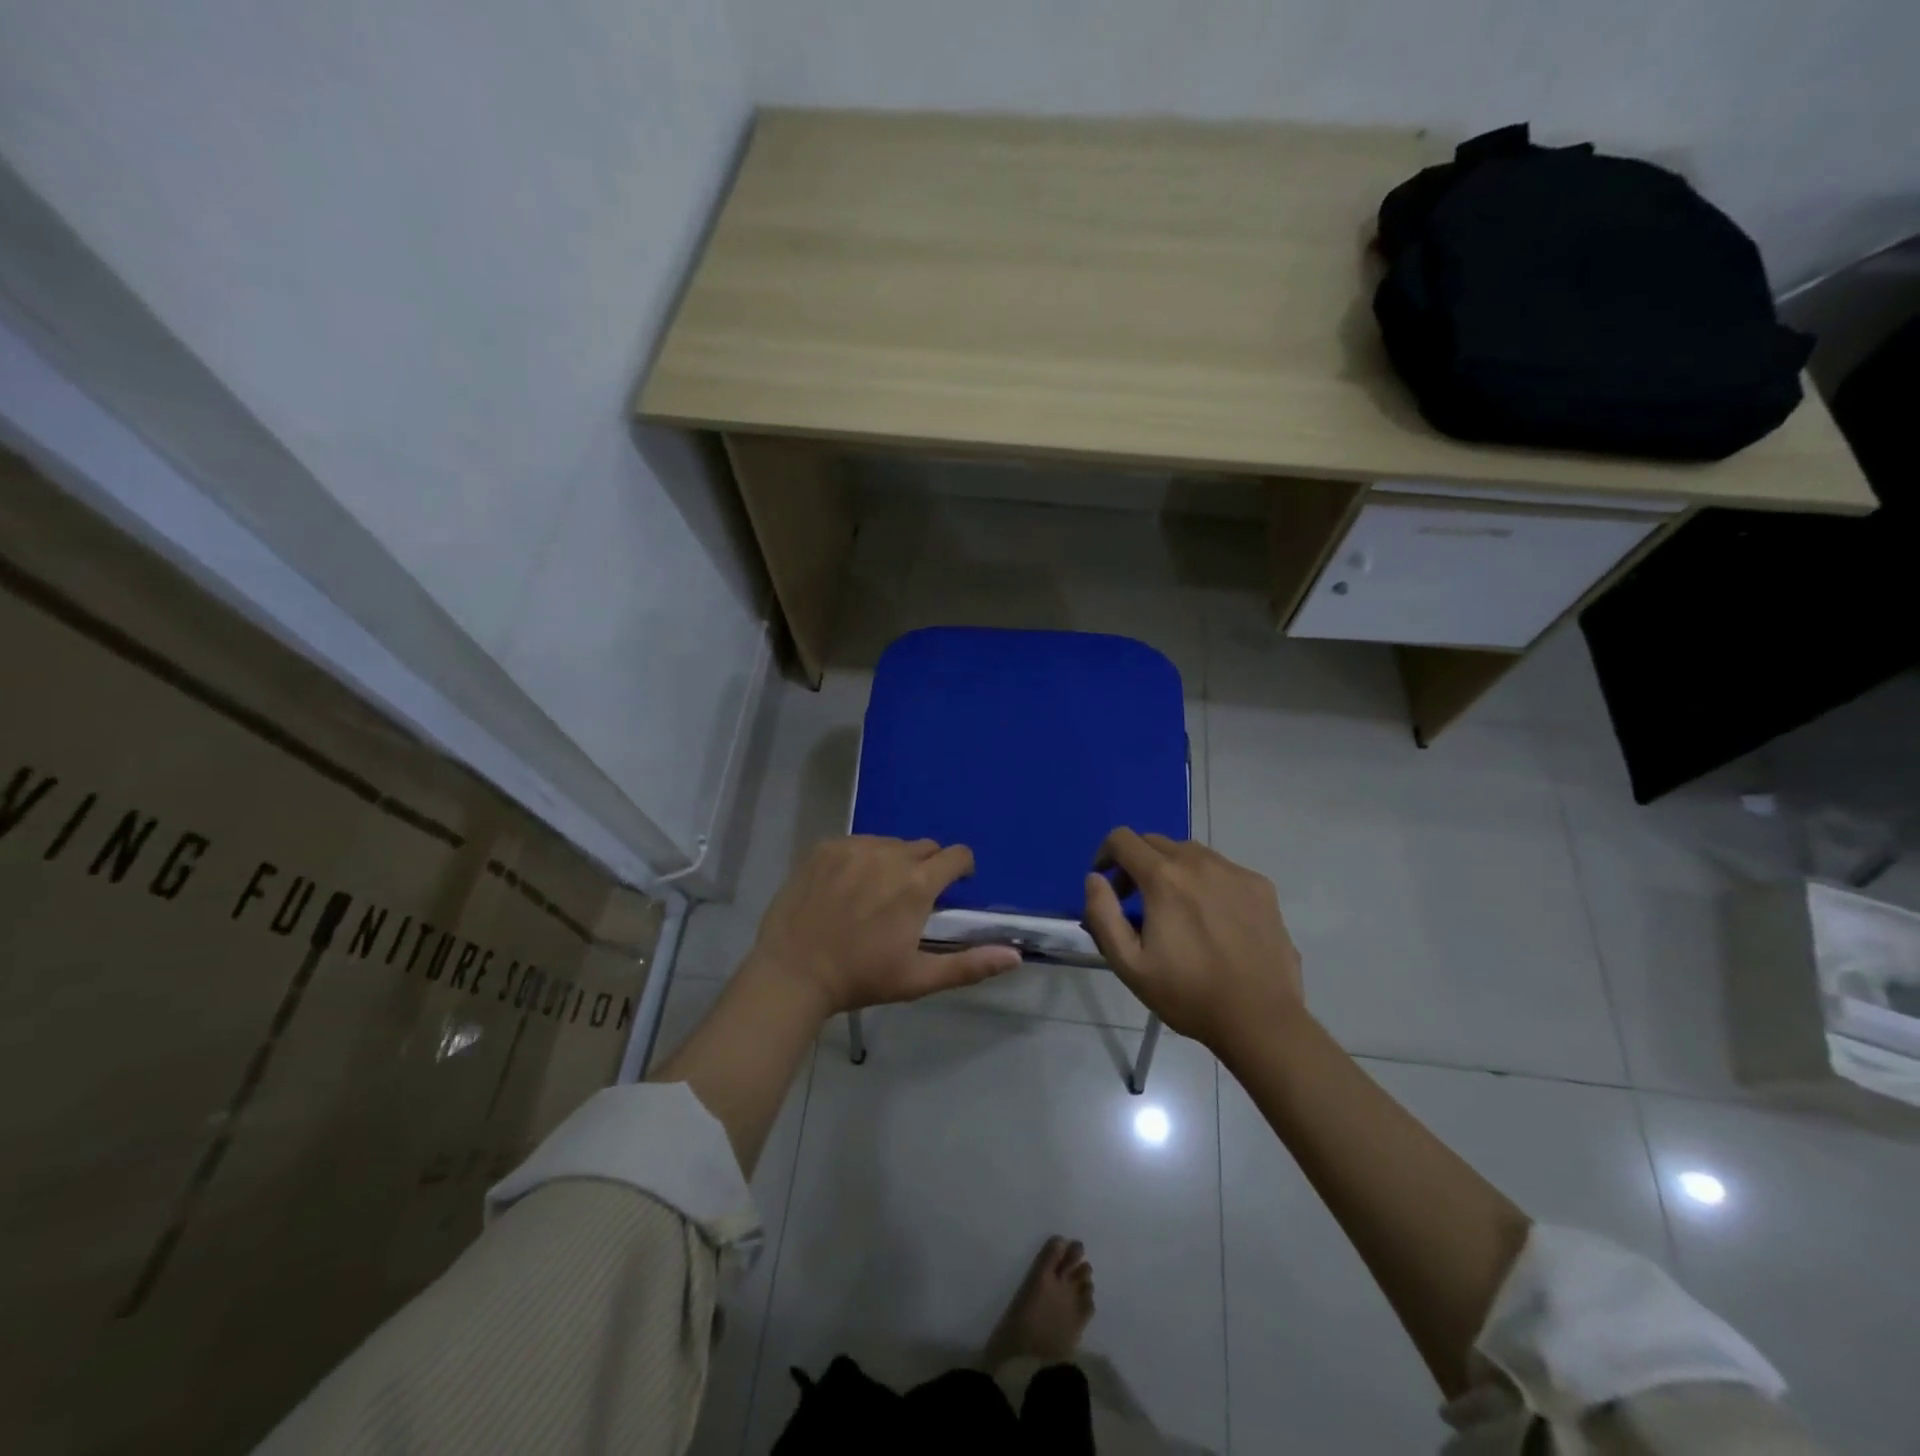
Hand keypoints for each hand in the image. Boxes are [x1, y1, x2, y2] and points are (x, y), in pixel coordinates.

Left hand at [751, 836, 1021, 1014]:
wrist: (792, 973)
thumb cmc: (860, 978)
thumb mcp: (918, 978)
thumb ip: (970, 965)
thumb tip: (1016, 956)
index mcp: (917, 884)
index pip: (957, 855)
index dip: (961, 870)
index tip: (953, 889)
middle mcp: (889, 854)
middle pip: (924, 847)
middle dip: (927, 867)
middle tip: (911, 899)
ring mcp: (854, 847)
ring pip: (890, 844)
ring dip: (893, 861)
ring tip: (876, 893)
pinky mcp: (826, 847)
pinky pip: (857, 844)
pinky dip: (861, 859)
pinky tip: (846, 888)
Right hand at [1081, 828, 1304, 1051]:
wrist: (1261, 1018)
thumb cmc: (1188, 994)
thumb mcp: (1129, 964)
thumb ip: (1102, 914)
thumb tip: (1095, 878)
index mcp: (1163, 877)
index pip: (1122, 839)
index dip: (1105, 854)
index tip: (1107, 883)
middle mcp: (1199, 861)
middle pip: (1155, 842)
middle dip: (1136, 863)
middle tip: (1136, 902)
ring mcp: (1234, 871)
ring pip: (1190, 852)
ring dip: (1172, 869)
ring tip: (1176, 909)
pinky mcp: (1260, 886)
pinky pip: (1221, 868)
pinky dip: (1205, 881)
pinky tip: (1212, 918)